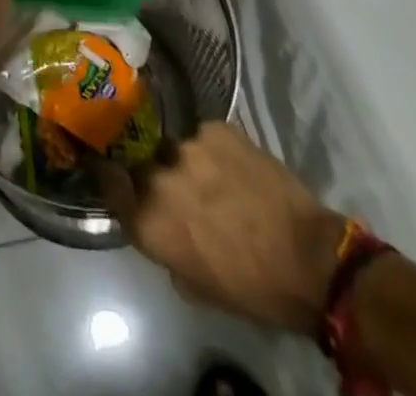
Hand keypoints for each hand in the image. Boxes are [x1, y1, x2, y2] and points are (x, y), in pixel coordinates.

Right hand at [94, 122, 344, 332]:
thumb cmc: (251, 288)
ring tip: (212, 177)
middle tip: (175, 185)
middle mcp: (159, 176)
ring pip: (175, 146)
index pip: (107, 179)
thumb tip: (157, 222)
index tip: (108, 168)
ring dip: (186, 161)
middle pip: (141, 160)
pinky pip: (204, 135)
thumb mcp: (194, 284)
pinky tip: (233, 166)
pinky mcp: (216, 127)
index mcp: (149, 219)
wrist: (309, 260)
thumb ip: (163, 245)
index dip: (106, 172)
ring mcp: (188, 145)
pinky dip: (213, 150)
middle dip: (151, 169)